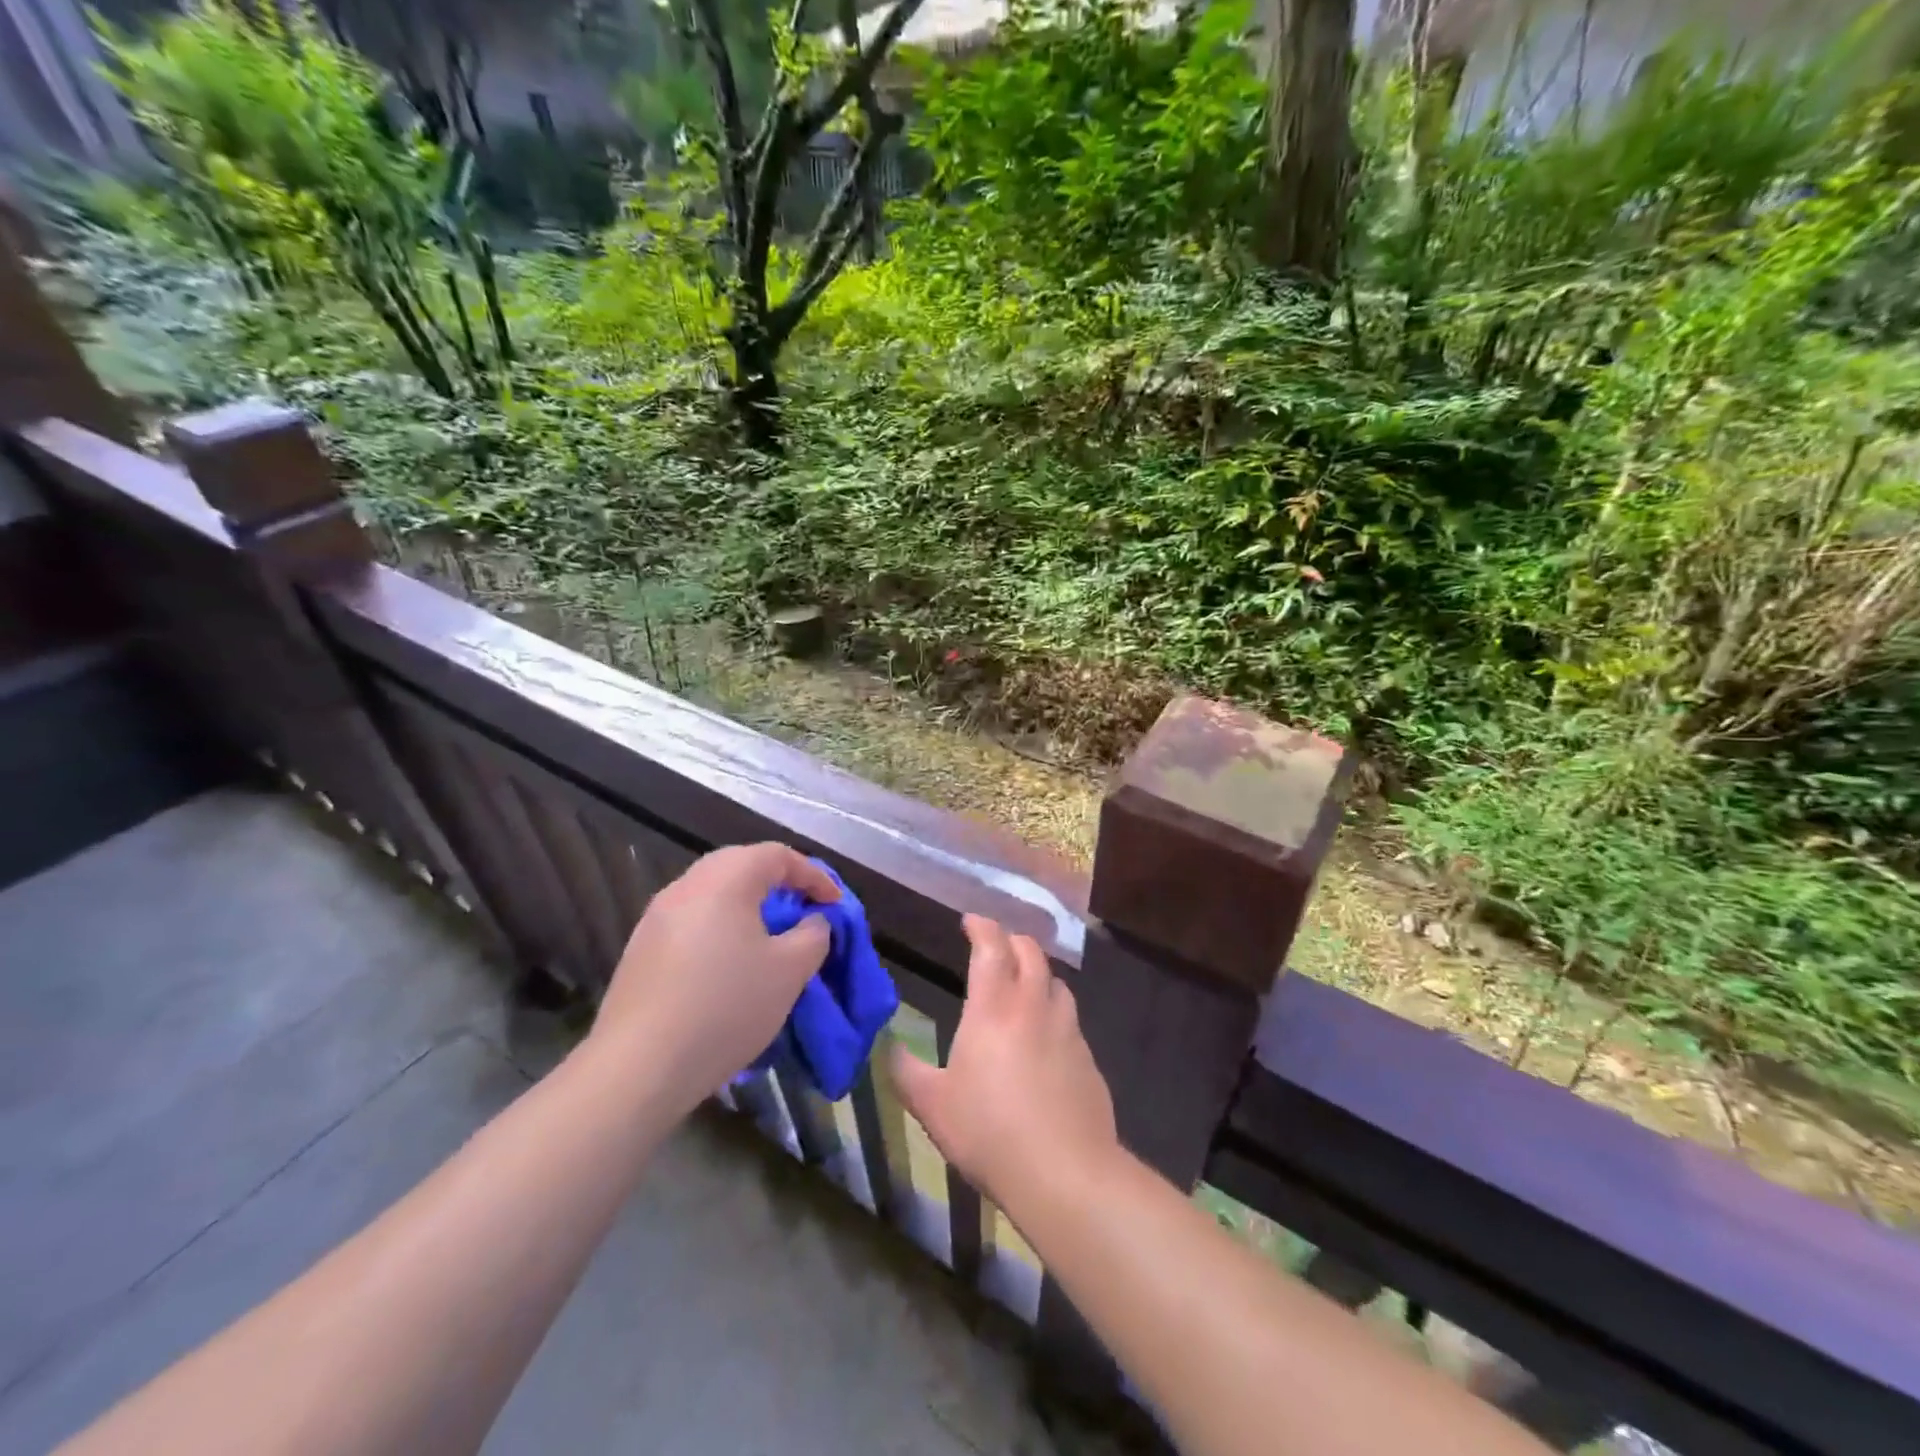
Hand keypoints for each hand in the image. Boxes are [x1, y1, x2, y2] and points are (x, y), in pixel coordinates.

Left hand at [588, 843, 838, 1114]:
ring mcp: (656, 916)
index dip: (814, 876)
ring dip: (746, 907)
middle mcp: (687, 885)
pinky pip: (691, 922)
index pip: (778, 856)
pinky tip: (728, 965)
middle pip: (741, 866)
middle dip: (778, 884)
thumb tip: (812, 921)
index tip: (835, 905)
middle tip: (803, 912)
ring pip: (713, 894)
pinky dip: (719, 929)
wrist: (639, 1066)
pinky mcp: (640, 949)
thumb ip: (813, 935)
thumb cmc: (726, 1006)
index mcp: (726, 879)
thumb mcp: (790, 971)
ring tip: (768, 938)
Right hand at [890, 915, 1117, 1214]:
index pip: (991, 947)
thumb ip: (906, 1071)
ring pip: (1056, 982)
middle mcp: (1034, 1007)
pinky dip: (1054, 1012)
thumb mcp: (932, 1105)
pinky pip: (1070, 1020)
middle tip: (996, 946)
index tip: (970, 921)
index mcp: (994, 1007)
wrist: (1065, 1171)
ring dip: (1038, 973)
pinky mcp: (1089, 1059)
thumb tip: (889, 1047)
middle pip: (1030, 953)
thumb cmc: (989, 1130)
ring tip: (1023, 984)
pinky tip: (1045, 1038)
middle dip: (1012, 940)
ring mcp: (1067, 1031)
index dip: (982, 927)